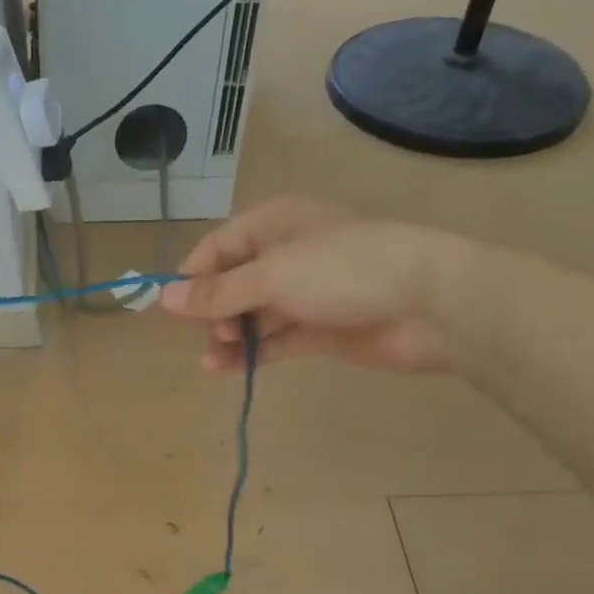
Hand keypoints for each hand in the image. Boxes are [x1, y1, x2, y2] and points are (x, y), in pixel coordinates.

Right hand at [159, 196, 472, 373]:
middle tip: (210, 334)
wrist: (430, 304)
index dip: (193, 277)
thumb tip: (163, 298)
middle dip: (213, 310)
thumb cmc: (345, 271)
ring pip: (252, 316)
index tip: (171, 309)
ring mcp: (305, 294)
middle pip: (233, 284)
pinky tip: (228, 369)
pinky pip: (274, 340)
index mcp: (275, 224)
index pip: (219, 248)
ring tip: (213, 361)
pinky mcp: (320, 329)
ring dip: (228, 337)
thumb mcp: (273, 276)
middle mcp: (287, 255)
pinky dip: (252, 353)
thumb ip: (218, 292)